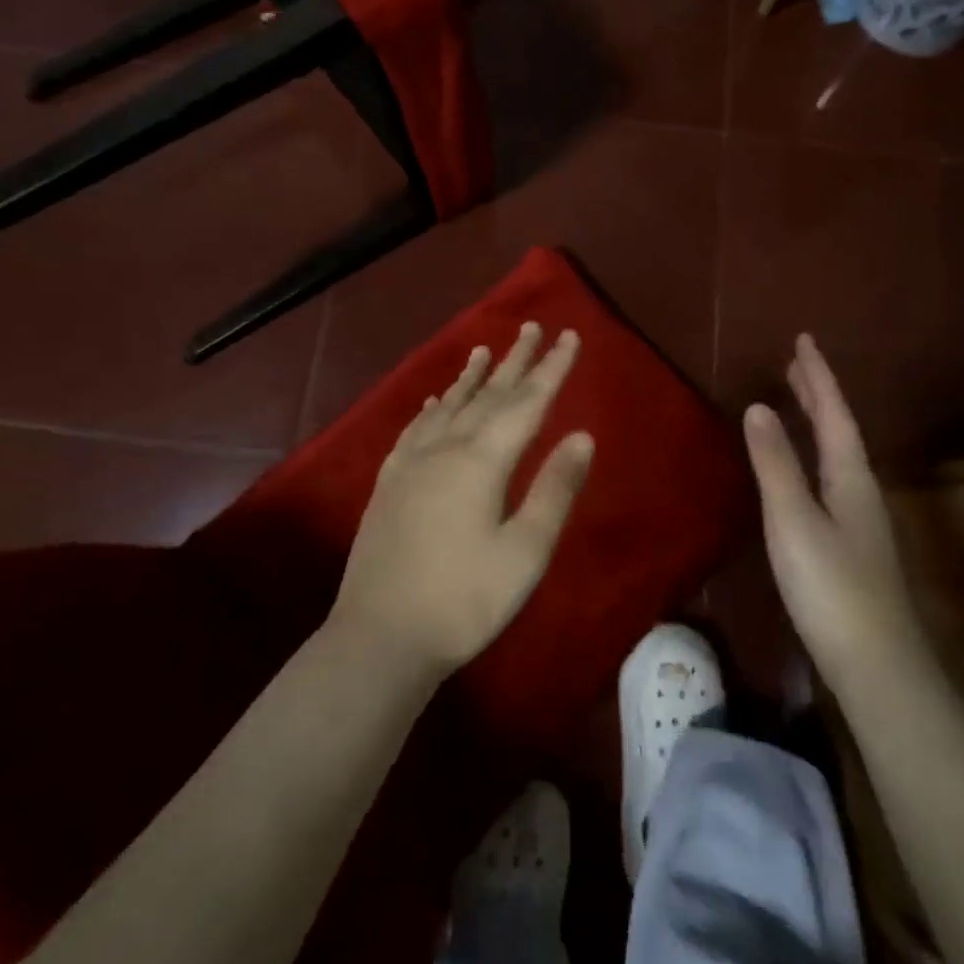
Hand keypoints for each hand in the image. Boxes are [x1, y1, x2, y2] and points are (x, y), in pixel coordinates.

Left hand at [330, 322, 594, 681]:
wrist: (380, 636)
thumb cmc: (464, 600)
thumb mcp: (525, 552)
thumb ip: (555, 489)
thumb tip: (583, 437)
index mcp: (482, 461)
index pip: (526, 402)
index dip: (551, 369)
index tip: (569, 336)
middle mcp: (445, 448)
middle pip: (488, 394)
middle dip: (515, 360)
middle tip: (532, 327)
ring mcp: (412, 463)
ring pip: (450, 405)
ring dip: (472, 376)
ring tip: (484, 349)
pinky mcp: (390, 482)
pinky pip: (416, 428)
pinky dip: (433, 407)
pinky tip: (436, 401)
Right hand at [744, 334, 919, 689]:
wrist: (877, 667)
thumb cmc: (831, 587)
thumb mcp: (794, 519)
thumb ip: (776, 463)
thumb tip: (758, 407)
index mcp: (851, 477)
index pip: (833, 412)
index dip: (817, 375)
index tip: (804, 339)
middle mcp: (861, 491)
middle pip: (840, 430)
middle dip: (818, 394)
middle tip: (797, 363)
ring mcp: (859, 520)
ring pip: (837, 455)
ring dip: (818, 422)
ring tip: (798, 403)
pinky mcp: (851, 546)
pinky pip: (830, 478)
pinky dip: (814, 455)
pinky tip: (804, 471)